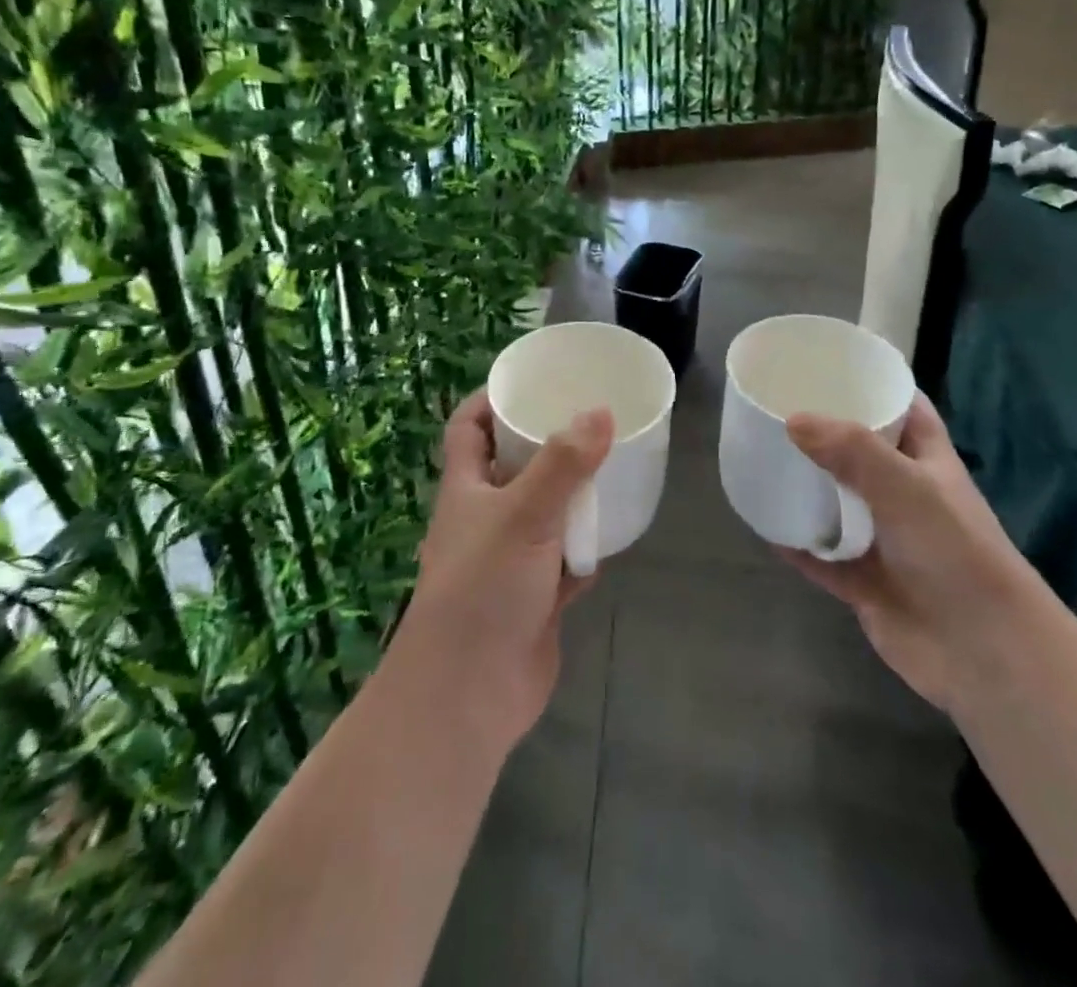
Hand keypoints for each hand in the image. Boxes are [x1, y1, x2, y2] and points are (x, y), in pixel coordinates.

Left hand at [388, 389, 611, 753]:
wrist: (469, 694)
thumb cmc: (483, 588)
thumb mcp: (525, 514)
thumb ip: (564, 463)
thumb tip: (601, 412)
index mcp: (465, 488)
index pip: (467, 428)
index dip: (488, 400)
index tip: (528, 382)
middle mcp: (483, 518)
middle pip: (510, 467)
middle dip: (544, 445)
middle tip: (587, 420)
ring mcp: (508, 560)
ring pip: (542, 515)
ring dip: (570, 499)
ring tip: (609, 469)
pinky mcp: (532, 598)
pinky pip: (563, 562)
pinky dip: (583, 552)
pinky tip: (611, 539)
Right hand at [779, 395, 1033, 710]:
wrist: (982, 654)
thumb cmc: (955, 554)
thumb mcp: (906, 488)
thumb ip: (852, 451)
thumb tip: (792, 420)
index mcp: (927, 461)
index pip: (902, 408)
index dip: (872, 384)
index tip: (828, 364)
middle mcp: (904, 495)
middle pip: (859, 452)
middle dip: (823, 432)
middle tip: (775, 408)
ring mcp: (883, 539)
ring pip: (835, 503)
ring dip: (805, 486)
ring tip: (760, 457)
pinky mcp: (863, 581)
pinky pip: (819, 554)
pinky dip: (795, 542)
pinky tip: (762, 523)